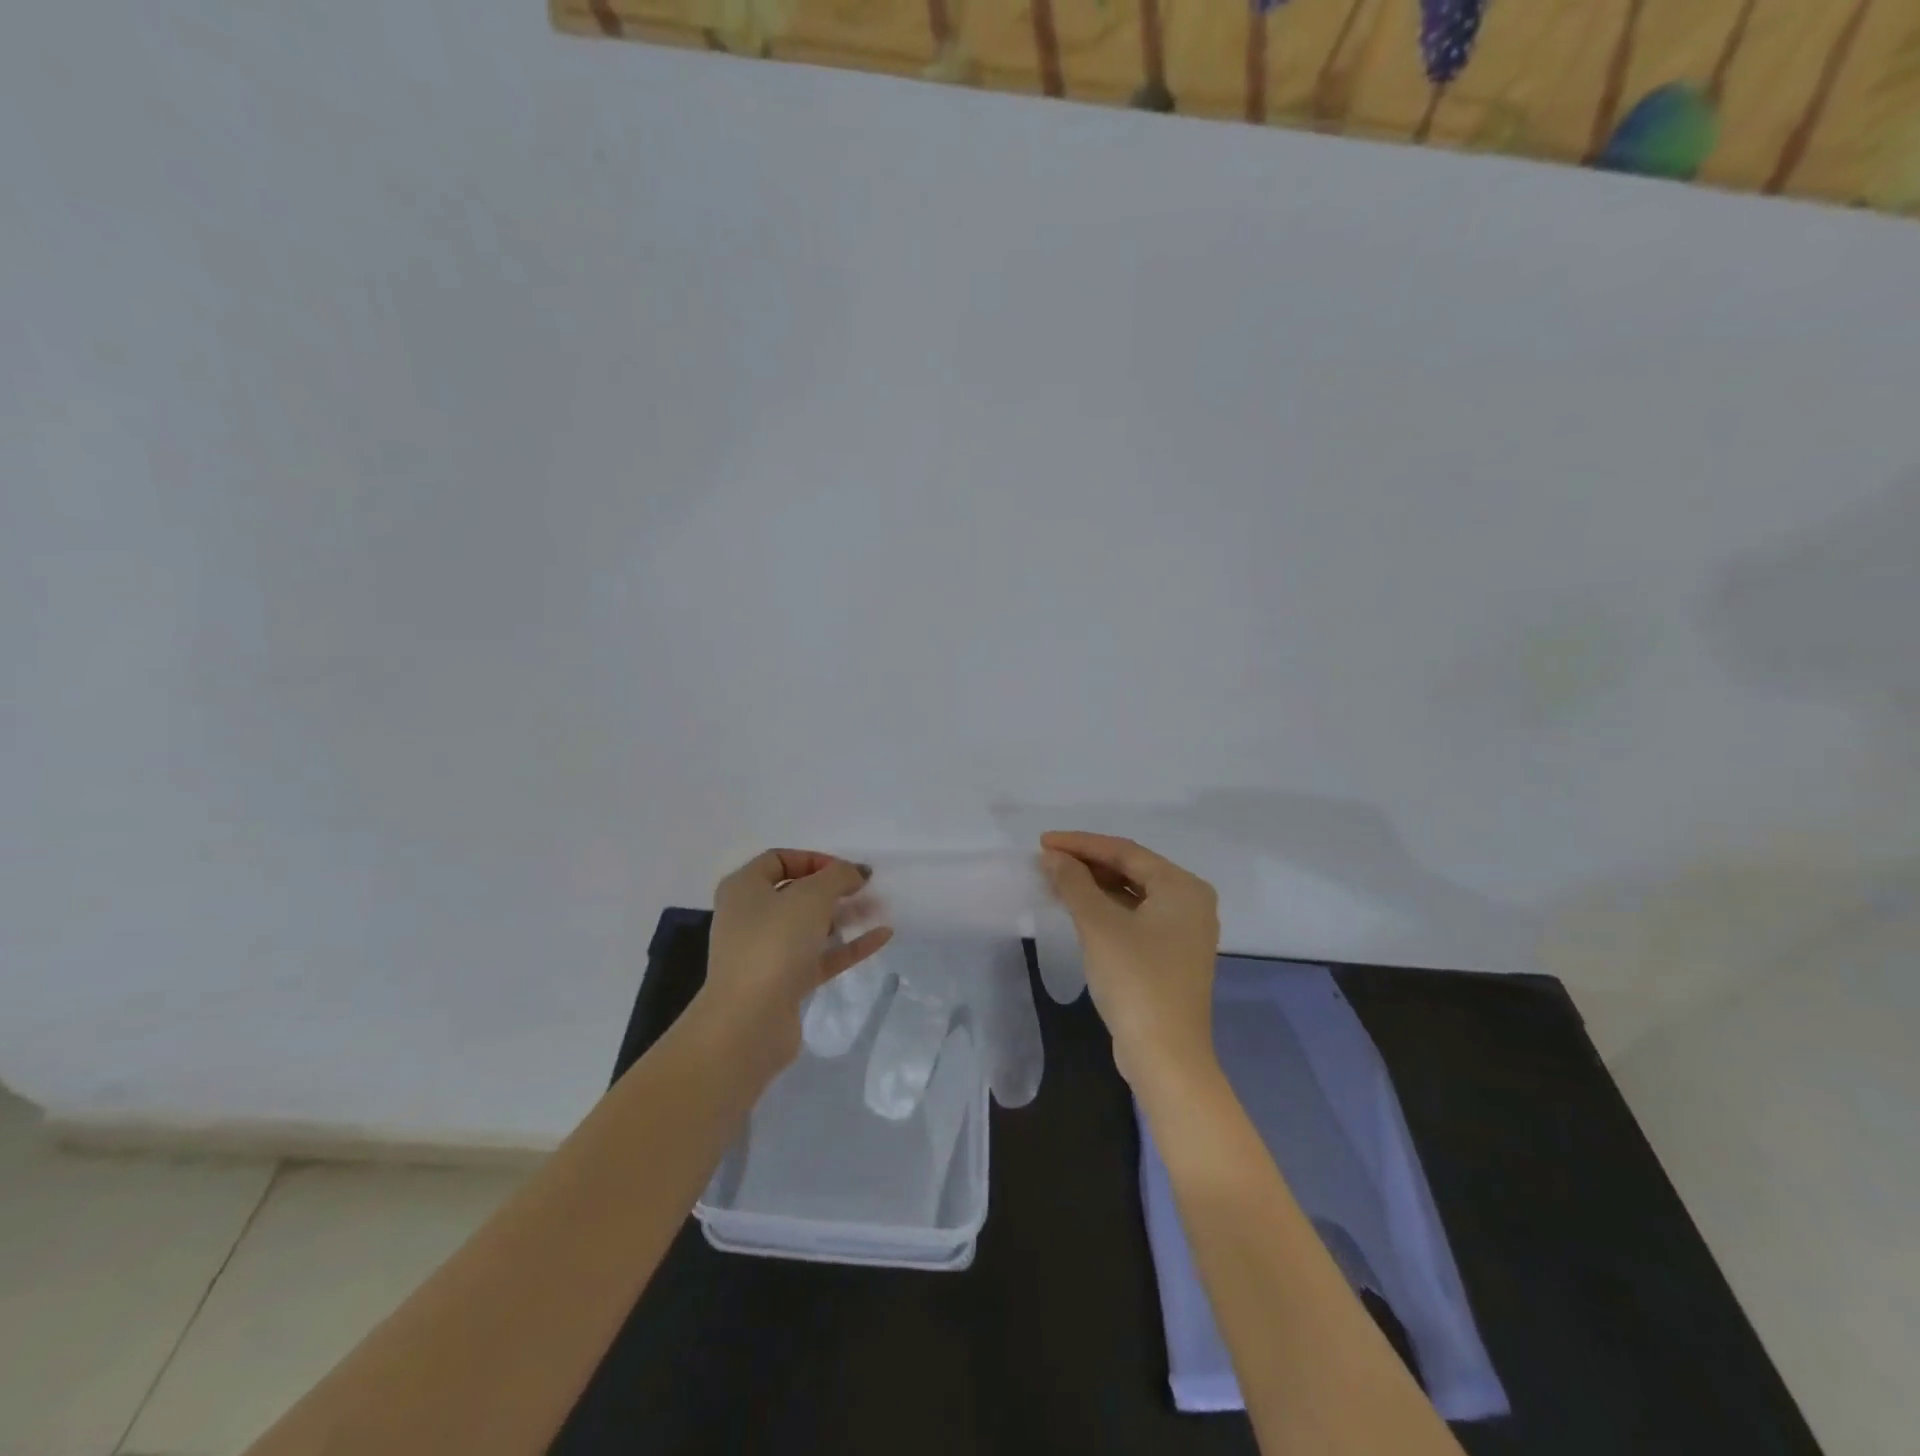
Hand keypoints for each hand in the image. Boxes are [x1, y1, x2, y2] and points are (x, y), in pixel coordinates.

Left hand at [699, 850, 892, 1075]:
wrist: (749, 1022)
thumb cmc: (773, 943)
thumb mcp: (811, 896)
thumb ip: (838, 876)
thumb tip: (855, 872)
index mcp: (743, 889)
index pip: (778, 860)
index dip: (814, 859)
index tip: (845, 870)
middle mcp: (750, 917)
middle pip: (796, 894)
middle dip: (834, 889)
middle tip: (867, 889)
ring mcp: (766, 953)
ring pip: (810, 926)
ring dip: (844, 916)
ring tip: (879, 909)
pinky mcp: (784, 983)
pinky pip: (820, 956)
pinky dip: (848, 946)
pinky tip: (881, 937)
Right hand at [1040, 832, 1220, 1091]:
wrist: (1165, 1056)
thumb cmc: (1135, 980)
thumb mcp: (1099, 925)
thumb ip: (1074, 883)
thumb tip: (1053, 857)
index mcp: (1182, 887)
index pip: (1125, 851)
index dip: (1081, 843)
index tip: (1043, 842)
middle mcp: (1190, 902)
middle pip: (1132, 869)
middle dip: (1088, 863)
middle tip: (1047, 859)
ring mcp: (1183, 931)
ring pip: (1132, 894)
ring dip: (1095, 886)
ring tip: (1056, 879)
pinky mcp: (1171, 955)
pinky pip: (1135, 916)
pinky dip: (1106, 908)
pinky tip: (1078, 908)